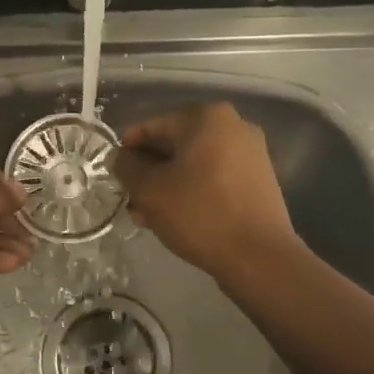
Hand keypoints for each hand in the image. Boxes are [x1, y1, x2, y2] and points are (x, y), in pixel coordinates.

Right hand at [111, 102, 296, 279]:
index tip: (115, 177)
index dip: (127, 151)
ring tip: (148, 217)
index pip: (151, 127)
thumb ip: (127, 166)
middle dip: (149, 172)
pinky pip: (214, 177)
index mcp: (206, 117)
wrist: (259, 256)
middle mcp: (233, 125)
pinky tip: (177, 218)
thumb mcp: (150, 189)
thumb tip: (122, 157)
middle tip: (131, 201)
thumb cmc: (200, 214)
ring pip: (193, 164)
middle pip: (174, 145)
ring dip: (168, 186)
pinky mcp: (258, 179)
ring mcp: (250, 152)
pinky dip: (193, 191)